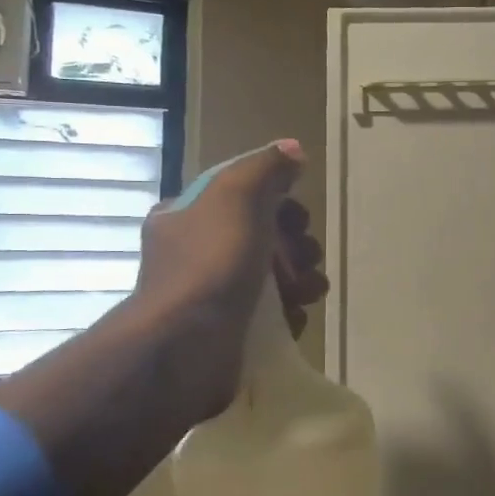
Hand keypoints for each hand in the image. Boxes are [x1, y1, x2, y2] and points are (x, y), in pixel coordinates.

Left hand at [133, 140, 328, 412]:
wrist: (186, 346)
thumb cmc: (211, 262)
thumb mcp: (238, 196)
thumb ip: (266, 167)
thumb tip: (292, 149)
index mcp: (188, 216)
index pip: (243, 197)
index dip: (279, 203)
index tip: (297, 219)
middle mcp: (196, 253)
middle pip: (264, 237)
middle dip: (296, 246)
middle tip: (305, 257)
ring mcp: (211, 296)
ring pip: (273, 278)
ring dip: (301, 280)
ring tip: (307, 292)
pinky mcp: (229, 332)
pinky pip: (272, 316)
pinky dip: (289, 315)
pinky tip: (294, 317)